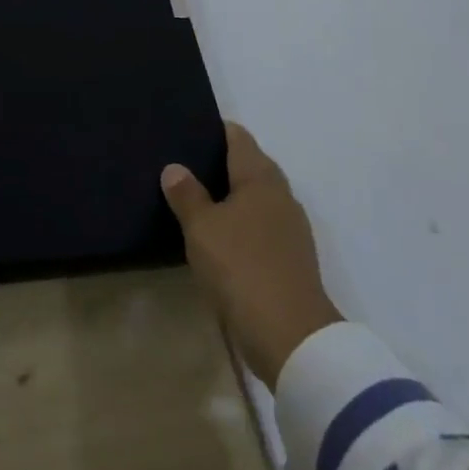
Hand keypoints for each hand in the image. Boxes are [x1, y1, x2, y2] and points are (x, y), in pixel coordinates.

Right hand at [162, 122, 343, 387]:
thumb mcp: (202, 228)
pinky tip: (221, 237)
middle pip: (251, 165)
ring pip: (258, 198)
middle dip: (222, 162)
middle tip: (186, 164)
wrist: (293, 339)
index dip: (215, 129)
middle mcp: (281, 195)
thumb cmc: (242, 269)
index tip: (189, 130)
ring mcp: (291, 230)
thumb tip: (175, 168)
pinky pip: (262, 227)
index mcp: (260, 177)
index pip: (238, 137)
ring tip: (198, 199)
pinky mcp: (293, 260)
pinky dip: (242, 224)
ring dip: (233, 196)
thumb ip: (187, 195)